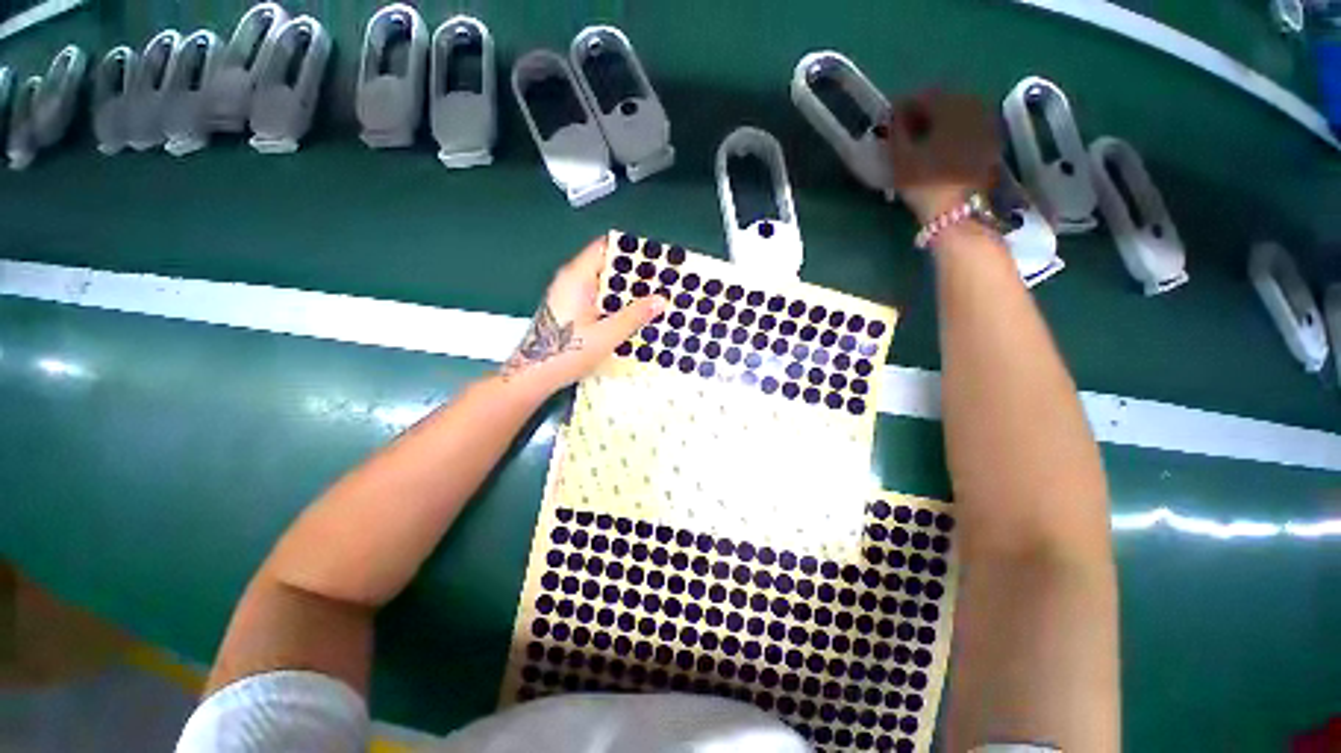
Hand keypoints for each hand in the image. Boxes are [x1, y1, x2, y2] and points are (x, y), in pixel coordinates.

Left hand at [502, 237, 664, 393]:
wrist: (533, 376)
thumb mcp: (606, 335)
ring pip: (603, 284)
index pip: (605, 248)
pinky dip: (615, 303)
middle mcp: (571, 281)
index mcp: (577, 278)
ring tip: (654, 299)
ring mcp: (569, 296)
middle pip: (606, 266)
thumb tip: (661, 300)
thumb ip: (634, 316)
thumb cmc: (567, 353)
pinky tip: (633, 316)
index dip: (631, 250)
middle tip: (662, 283)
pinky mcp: (571, 310)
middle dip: (634, 274)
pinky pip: (598, 299)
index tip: (656, 259)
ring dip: (626, 292)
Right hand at [885, 90, 1000, 223]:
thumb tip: (895, 116)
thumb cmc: (925, 182)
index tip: (888, 121)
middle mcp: (973, 106)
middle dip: (922, 113)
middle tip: (903, 131)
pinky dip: (952, 134)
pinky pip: (967, 128)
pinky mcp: (991, 142)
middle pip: (943, 102)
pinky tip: (939, 150)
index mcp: (950, 105)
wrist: (957, 212)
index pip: (922, 95)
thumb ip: (896, 131)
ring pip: (956, 115)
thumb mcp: (900, 157)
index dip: (902, 107)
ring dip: (938, 124)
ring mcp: (986, 124)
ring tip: (920, 142)